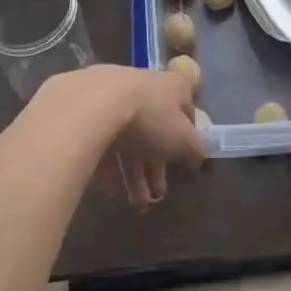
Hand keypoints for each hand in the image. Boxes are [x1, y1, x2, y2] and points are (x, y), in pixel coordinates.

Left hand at [40, 64, 207, 208]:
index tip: (186, 159)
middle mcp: (146, 86)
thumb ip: (196, 150)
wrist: (93, 103)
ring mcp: (115, 96)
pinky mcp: (88, 110)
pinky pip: (103, 141)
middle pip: (156, 128)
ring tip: (137, 204)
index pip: (187, 107)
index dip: (189, 134)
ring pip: (129, 138)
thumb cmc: (149, 117)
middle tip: (158, 194)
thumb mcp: (182, 139)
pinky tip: (110, 191)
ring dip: (135, 173)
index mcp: (173, 87)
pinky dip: (109, 166)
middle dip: (157, 164)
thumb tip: (202, 158)